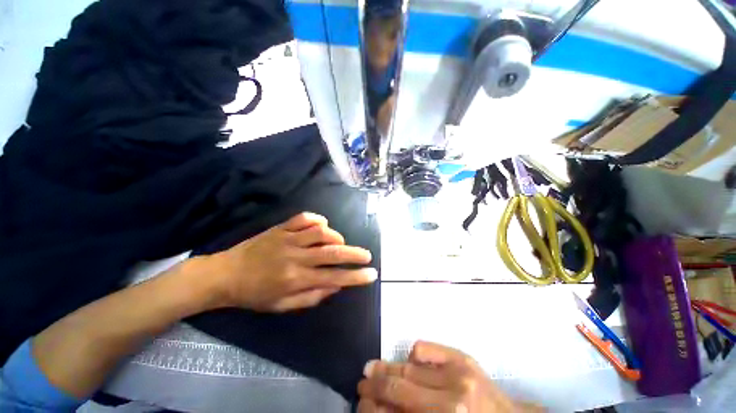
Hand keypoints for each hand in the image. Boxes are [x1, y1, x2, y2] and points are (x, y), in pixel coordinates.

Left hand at [202, 212, 376, 311]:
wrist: (224, 274)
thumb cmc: (254, 295)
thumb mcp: (282, 306)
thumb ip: (312, 297)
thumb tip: (336, 285)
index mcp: (295, 279)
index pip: (333, 277)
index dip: (355, 277)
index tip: (371, 274)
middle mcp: (295, 257)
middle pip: (332, 252)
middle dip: (354, 253)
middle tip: (367, 255)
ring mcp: (287, 239)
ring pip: (321, 232)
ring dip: (336, 236)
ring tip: (340, 242)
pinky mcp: (280, 227)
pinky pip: (304, 218)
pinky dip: (318, 219)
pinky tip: (323, 226)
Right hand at [358, 341, 542, 412]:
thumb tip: (380, 407)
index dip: (373, 408)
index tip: (360, 403)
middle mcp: (451, 403)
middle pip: (399, 388)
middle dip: (375, 385)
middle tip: (361, 381)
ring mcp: (458, 375)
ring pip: (408, 366)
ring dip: (387, 367)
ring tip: (372, 368)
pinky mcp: (463, 358)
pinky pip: (425, 348)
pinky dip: (413, 355)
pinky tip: (410, 363)